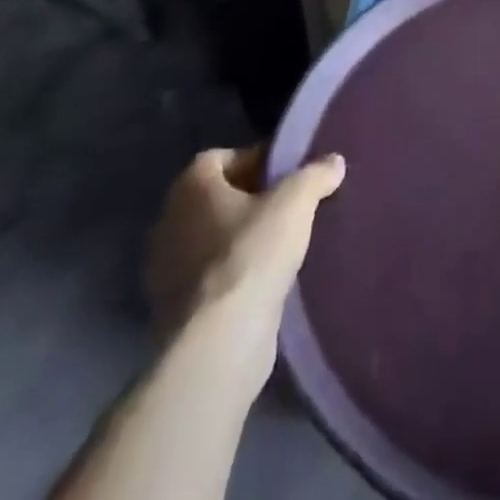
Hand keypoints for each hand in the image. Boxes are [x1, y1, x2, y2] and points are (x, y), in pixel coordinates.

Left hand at [144, 147, 344, 388]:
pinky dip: (234, 272)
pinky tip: (266, 280)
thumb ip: (315, 174)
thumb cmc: (252, 254)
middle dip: (251, 198)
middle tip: (290, 206)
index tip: (288, 173)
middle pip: (216, 197)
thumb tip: (334, 161)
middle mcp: (169, 221)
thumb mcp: (296, 202)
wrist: (218, 342)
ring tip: (283, 244)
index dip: (256, 159)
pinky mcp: (174, 308)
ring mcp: (166, 269)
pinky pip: (210, 275)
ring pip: (212, 238)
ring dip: (242, 237)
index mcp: (190, 187)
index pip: (221, 157)